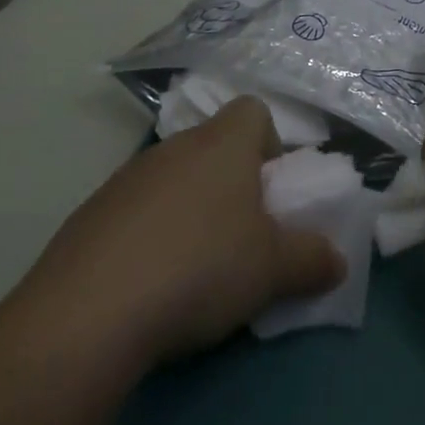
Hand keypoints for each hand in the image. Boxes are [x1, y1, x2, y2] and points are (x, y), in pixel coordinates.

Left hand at [12, 97, 343, 369]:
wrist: (87, 312)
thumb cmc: (200, 268)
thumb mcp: (273, 270)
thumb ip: (313, 260)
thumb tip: (336, 261)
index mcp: (222, 144)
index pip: (253, 111)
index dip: (270, 144)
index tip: (272, 193)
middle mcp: (174, 148)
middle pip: (213, 147)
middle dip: (232, 185)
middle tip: (241, 237)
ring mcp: (125, 179)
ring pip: (173, 180)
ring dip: (189, 211)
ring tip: (193, 268)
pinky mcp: (89, 215)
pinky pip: (135, 212)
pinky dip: (149, 236)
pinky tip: (148, 284)